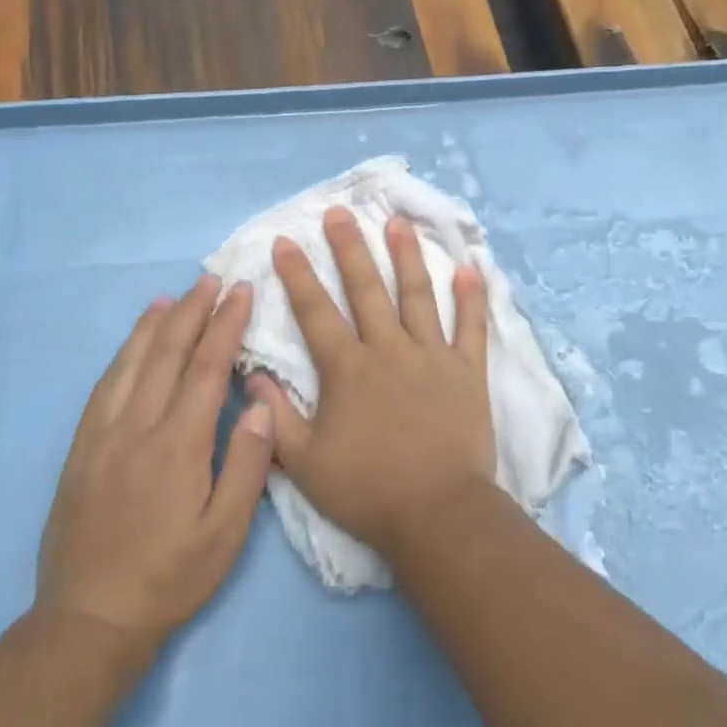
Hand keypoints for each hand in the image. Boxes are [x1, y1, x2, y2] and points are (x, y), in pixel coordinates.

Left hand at [37, 275, 272, 646]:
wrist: (89, 620)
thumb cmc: (171, 577)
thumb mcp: (226, 533)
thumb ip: (247, 464)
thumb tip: (257, 402)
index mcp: (178, 445)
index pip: (205, 368)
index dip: (225, 325)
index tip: (241, 292)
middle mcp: (137, 428)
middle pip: (167, 354)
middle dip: (193, 312)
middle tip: (212, 279)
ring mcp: (102, 436)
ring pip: (130, 364)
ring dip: (154, 325)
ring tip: (173, 297)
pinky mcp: (80, 449)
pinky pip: (103, 387)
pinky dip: (121, 355)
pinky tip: (132, 344)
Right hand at [252, 207, 496, 557]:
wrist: (436, 514)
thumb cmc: (367, 490)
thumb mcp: (304, 463)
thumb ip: (276, 418)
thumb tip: (254, 377)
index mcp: (348, 369)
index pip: (316, 311)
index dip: (297, 274)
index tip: (285, 240)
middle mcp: (389, 349)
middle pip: (366, 288)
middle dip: (349, 247)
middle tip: (339, 213)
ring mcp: (432, 356)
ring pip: (418, 295)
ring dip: (406, 256)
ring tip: (398, 223)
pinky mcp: (468, 370)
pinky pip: (471, 327)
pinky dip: (472, 298)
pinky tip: (470, 269)